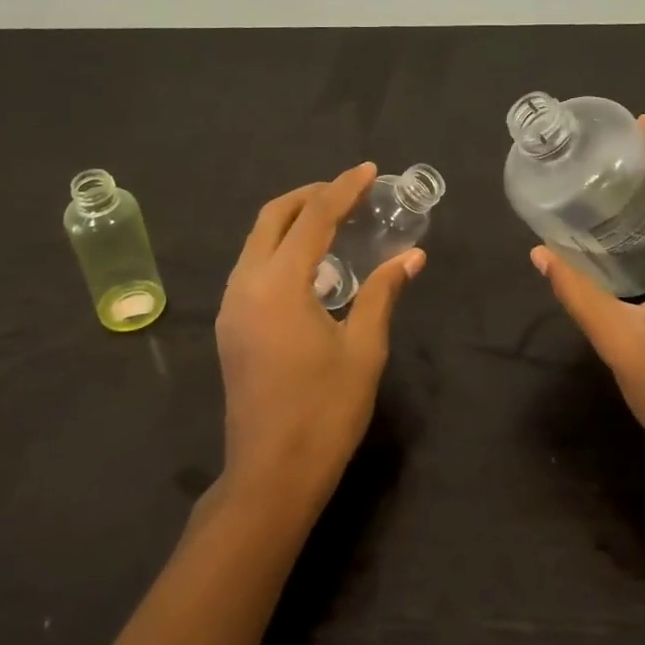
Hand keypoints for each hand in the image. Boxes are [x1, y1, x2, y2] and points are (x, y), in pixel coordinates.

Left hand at [215, 163, 424, 509]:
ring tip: (335, 220)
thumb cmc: (324, 411)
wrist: (271, 474)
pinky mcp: (232, 326)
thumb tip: (412, 256)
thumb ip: (383, 293)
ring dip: (292, 221)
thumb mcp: (363, 348)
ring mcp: (232, 306)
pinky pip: (253, 266)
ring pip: (257, 241)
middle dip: (310, 195)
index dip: (342, 189)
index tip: (368, 170)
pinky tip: (313, 265)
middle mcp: (246, 285)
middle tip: (349, 191)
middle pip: (272, 218)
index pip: (313, 218)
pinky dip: (281, 249)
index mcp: (279, 285)